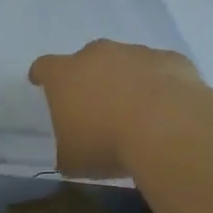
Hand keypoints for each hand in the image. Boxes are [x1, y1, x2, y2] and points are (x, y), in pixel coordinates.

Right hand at [28, 40, 204, 178]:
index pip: (44, 67)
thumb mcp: (73, 159)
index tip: (42, 84)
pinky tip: (169, 109)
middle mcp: (97, 55)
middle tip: (99, 107)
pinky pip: (160, 69)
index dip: (43, 76)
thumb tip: (69, 153)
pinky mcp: (170, 59)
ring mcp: (135, 52)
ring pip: (126, 62)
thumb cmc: (107, 143)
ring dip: (127, 80)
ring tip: (139, 112)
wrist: (167, 129)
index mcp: (65, 74)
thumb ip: (66, 150)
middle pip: (87, 60)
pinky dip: (161, 84)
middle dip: (91, 79)